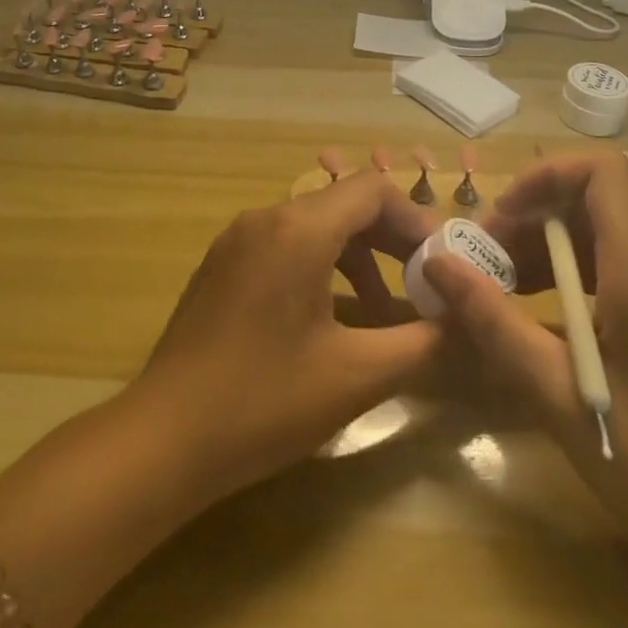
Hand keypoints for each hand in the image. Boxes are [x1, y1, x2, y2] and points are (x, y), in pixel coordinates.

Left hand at [130, 170, 442, 500]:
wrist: (164, 437)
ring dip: (357, 255)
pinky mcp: (222, 263)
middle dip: (390, 238)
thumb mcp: (355, 375)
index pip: (372, 190)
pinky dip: (320, 265)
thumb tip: (463, 322)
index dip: (415, 219)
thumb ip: (419, 342)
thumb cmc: (265, 402)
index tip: (441, 263)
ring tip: (383, 309)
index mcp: (298, 229)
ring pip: (314, 225)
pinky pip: (284, 244)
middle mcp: (266, 217)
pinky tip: (332, 316)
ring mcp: (237, 238)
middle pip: (343, 203)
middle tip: (425, 282)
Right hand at [423, 152, 627, 582]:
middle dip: (530, 219)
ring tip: (499, 292)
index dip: (545, 175)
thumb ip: (493, 321)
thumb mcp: (558, 393)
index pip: (601, 170)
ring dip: (545, 251)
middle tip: (482, 264)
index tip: (500, 216)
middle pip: (592, 203)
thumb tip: (437, 262)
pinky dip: (571, 279)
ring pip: (602, 237)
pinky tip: (540, 323)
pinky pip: (617, 271)